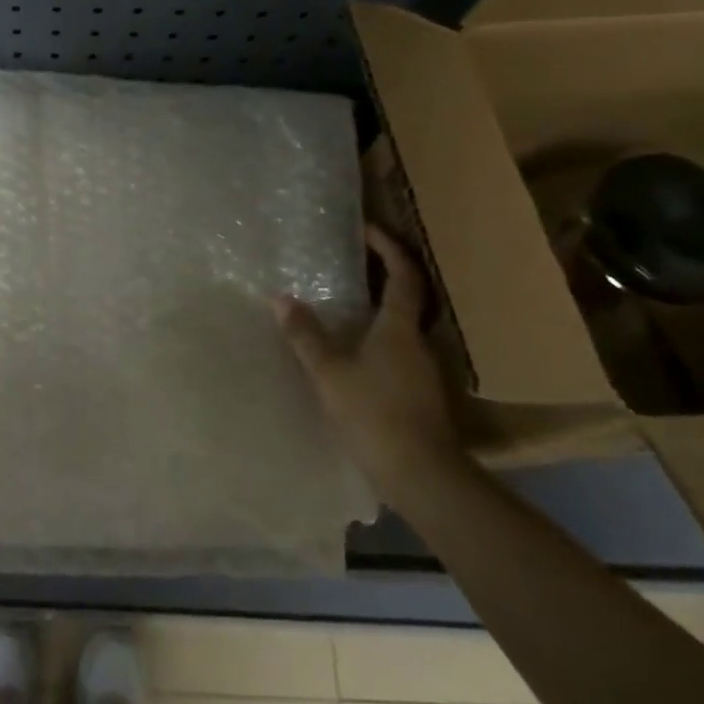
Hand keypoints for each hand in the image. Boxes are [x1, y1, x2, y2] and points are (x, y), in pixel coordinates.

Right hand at [275, 225, 462, 496]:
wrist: (422, 476)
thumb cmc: (375, 415)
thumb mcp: (330, 373)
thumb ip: (305, 335)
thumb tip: (280, 298)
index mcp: (399, 328)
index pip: (402, 275)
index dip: (388, 248)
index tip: (367, 228)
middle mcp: (418, 342)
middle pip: (407, 296)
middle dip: (384, 273)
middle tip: (351, 259)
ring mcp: (422, 369)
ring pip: (402, 325)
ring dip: (379, 307)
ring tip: (344, 301)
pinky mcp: (419, 393)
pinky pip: (397, 349)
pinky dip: (377, 337)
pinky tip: (353, 349)